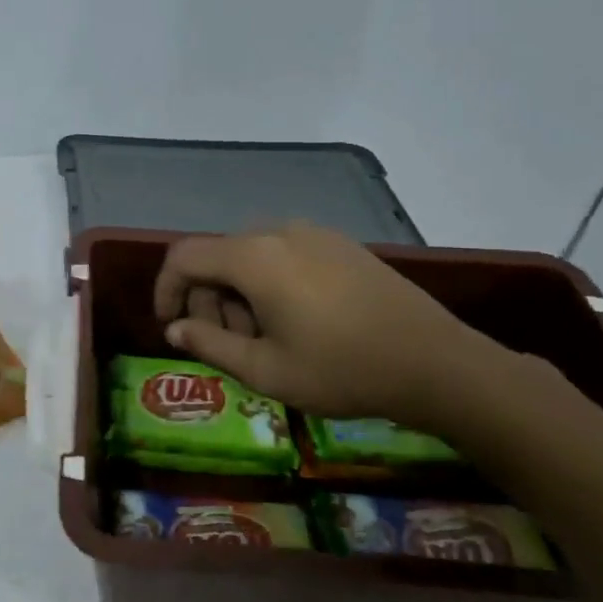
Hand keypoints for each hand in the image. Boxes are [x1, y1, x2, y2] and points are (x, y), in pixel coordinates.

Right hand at [154, 223, 490, 428]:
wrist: (437, 364)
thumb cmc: (341, 369)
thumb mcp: (265, 369)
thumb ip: (209, 343)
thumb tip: (175, 329)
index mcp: (254, 257)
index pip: (184, 257)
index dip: (166, 290)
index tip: (171, 327)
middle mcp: (279, 232)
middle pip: (217, 256)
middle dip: (207, 299)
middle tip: (224, 344)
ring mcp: (315, 234)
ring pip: (250, 256)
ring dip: (238, 294)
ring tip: (261, 339)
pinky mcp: (341, 245)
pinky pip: (283, 255)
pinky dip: (268, 284)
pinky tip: (293, 322)